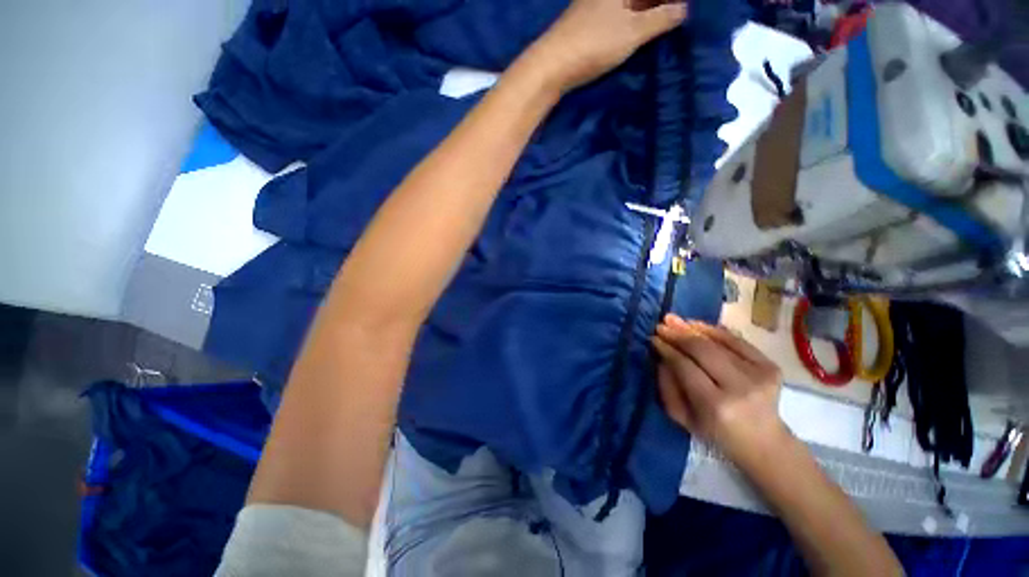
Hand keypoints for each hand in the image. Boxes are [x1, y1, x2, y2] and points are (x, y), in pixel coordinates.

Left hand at [527, 0, 688, 91]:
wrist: (551, 66)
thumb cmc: (594, 43)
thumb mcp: (633, 31)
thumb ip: (661, 19)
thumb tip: (685, 9)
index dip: (669, 1)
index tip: (684, 9)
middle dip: (660, 4)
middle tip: (677, 16)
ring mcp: (595, 6)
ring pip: (629, 5)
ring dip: (648, 12)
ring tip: (665, 23)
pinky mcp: (587, 23)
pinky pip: (618, 14)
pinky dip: (633, 20)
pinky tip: (640, 31)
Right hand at [652, 315, 791, 466]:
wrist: (764, 442)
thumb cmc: (716, 433)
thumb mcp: (682, 417)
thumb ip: (667, 385)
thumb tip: (661, 355)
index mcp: (714, 405)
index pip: (684, 366)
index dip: (667, 349)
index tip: (653, 338)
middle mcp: (739, 388)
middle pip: (702, 350)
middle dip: (678, 334)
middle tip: (661, 325)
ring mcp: (759, 375)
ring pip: (719, 342)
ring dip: (693, 328)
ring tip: (674, 320)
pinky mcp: (771, 367)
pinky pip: (738, 341)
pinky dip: (715, 330)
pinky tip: (697, 325)